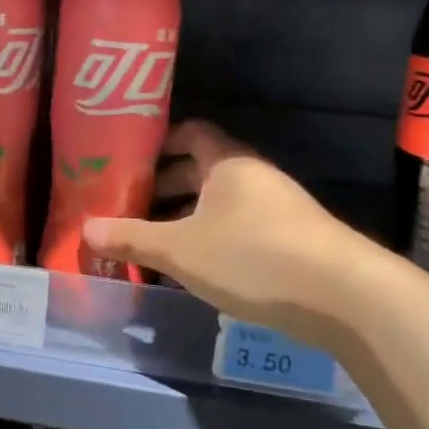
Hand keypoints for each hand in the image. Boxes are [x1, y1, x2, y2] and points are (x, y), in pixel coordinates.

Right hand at [85, 121, 365, 338]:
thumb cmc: (252, 256)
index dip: (159, 143)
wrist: (342, 295)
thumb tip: (85, 229)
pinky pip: (240, 229)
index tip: (128, 161)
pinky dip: (212, 240)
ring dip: (187, 219)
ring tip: (153, 243)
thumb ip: (133, 238)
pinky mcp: (292, 240)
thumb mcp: (181, 250)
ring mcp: (278, 208)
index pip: (191, 133)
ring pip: (220, 204)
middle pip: (202, 170)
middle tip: (129, 208)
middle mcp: (254, 176)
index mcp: (228, 162)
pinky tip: (194, 270)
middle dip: (165, 188)